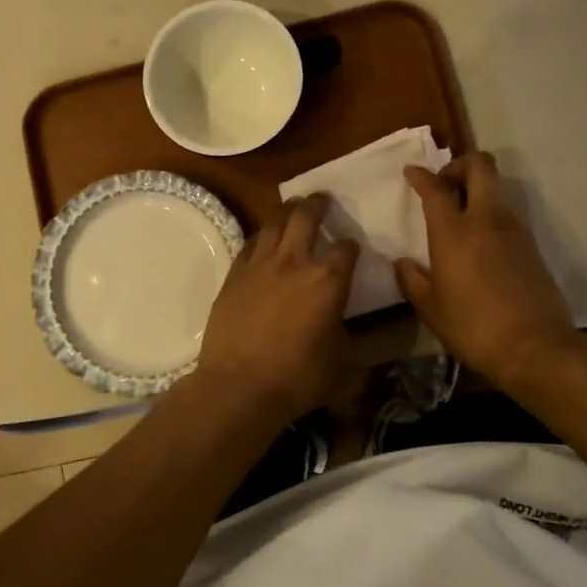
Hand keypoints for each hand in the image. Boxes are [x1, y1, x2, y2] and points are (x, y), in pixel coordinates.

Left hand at [195, 194, 359, 422]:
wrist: (238, 386)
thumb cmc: (297, 378)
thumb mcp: (340, 364)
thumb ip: (349, 337)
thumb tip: (347, 328)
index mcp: (328, 281)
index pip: (346, 249)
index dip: (351, 247)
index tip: (351, 249)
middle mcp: (294, 262)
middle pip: (306, 216)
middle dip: (317, 204)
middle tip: (322, 199)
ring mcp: (260, 264)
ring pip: (274, 221)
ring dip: (287, 210)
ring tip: (293, 207)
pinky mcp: (234, 274)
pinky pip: (250, 243)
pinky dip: (261, 236)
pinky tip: (264, 239)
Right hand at [396, 152, 580, 387]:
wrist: (536, 348)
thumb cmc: (473, 327)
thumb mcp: (431, 309)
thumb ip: (413, 280)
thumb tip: (403, 263)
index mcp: (454, 231)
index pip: (436, 188)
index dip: (421, 175)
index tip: (411, 173)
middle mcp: (486, 220)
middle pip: (480, 166)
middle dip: (459, 165)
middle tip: (444, 186)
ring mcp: (514, 230)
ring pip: (496, 190)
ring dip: (476, 192)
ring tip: (458, 218)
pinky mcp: (531, 246)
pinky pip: (506, 215)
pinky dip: (489, 216)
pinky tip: (478, 245)